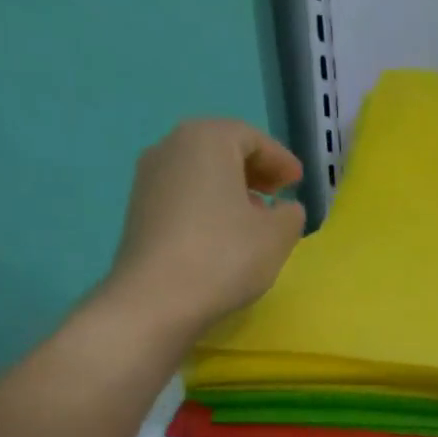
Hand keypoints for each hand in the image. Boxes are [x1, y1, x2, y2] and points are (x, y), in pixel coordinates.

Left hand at [105, 119, 306, 332]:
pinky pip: (183, 195)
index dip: (280, 159)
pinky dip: (207, 205)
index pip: (251, 138)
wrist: (157, 299)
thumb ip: (290, 215)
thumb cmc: (224, 256)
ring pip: (199, 172)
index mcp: (207, 140)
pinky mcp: (139, 210)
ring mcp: (148, 179)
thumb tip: (286, 209)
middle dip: (253, 170)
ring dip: (229, 188)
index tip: (298, 182)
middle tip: (278, 193)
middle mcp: (171, 147)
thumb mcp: (276, 237)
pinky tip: (222, 234)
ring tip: (252, 217)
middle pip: (220, 149)